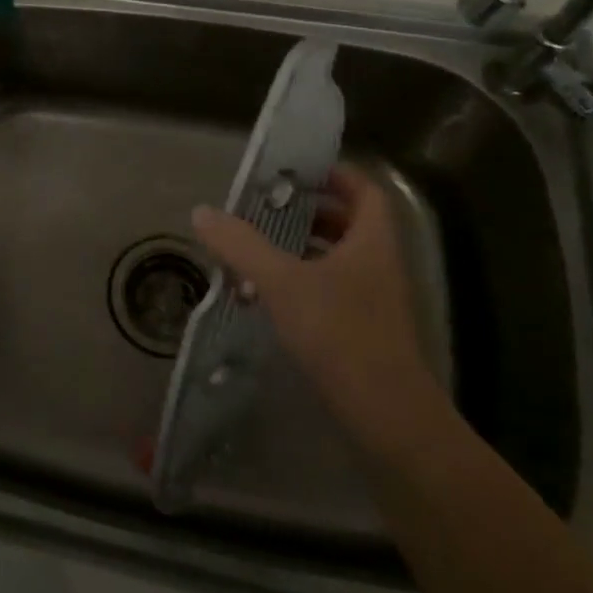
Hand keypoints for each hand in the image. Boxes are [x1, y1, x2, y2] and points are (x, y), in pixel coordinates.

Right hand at [192, 165, 441, 439]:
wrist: (390, 420)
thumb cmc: (341, 335)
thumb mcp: (282, 282)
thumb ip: (241, 245)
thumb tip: (202, 212)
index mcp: (372, 242)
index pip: (365, 191)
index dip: (336, 175)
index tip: (297, 171)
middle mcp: (379, 265)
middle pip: (350, 223)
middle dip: (309, 211)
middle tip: (267, 207)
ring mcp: (375, 301)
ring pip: (339, 259)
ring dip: (303, 247)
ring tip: (259, 246)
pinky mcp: (364, 332)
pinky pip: (333, 290)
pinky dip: (304, 281)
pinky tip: (270, 294)